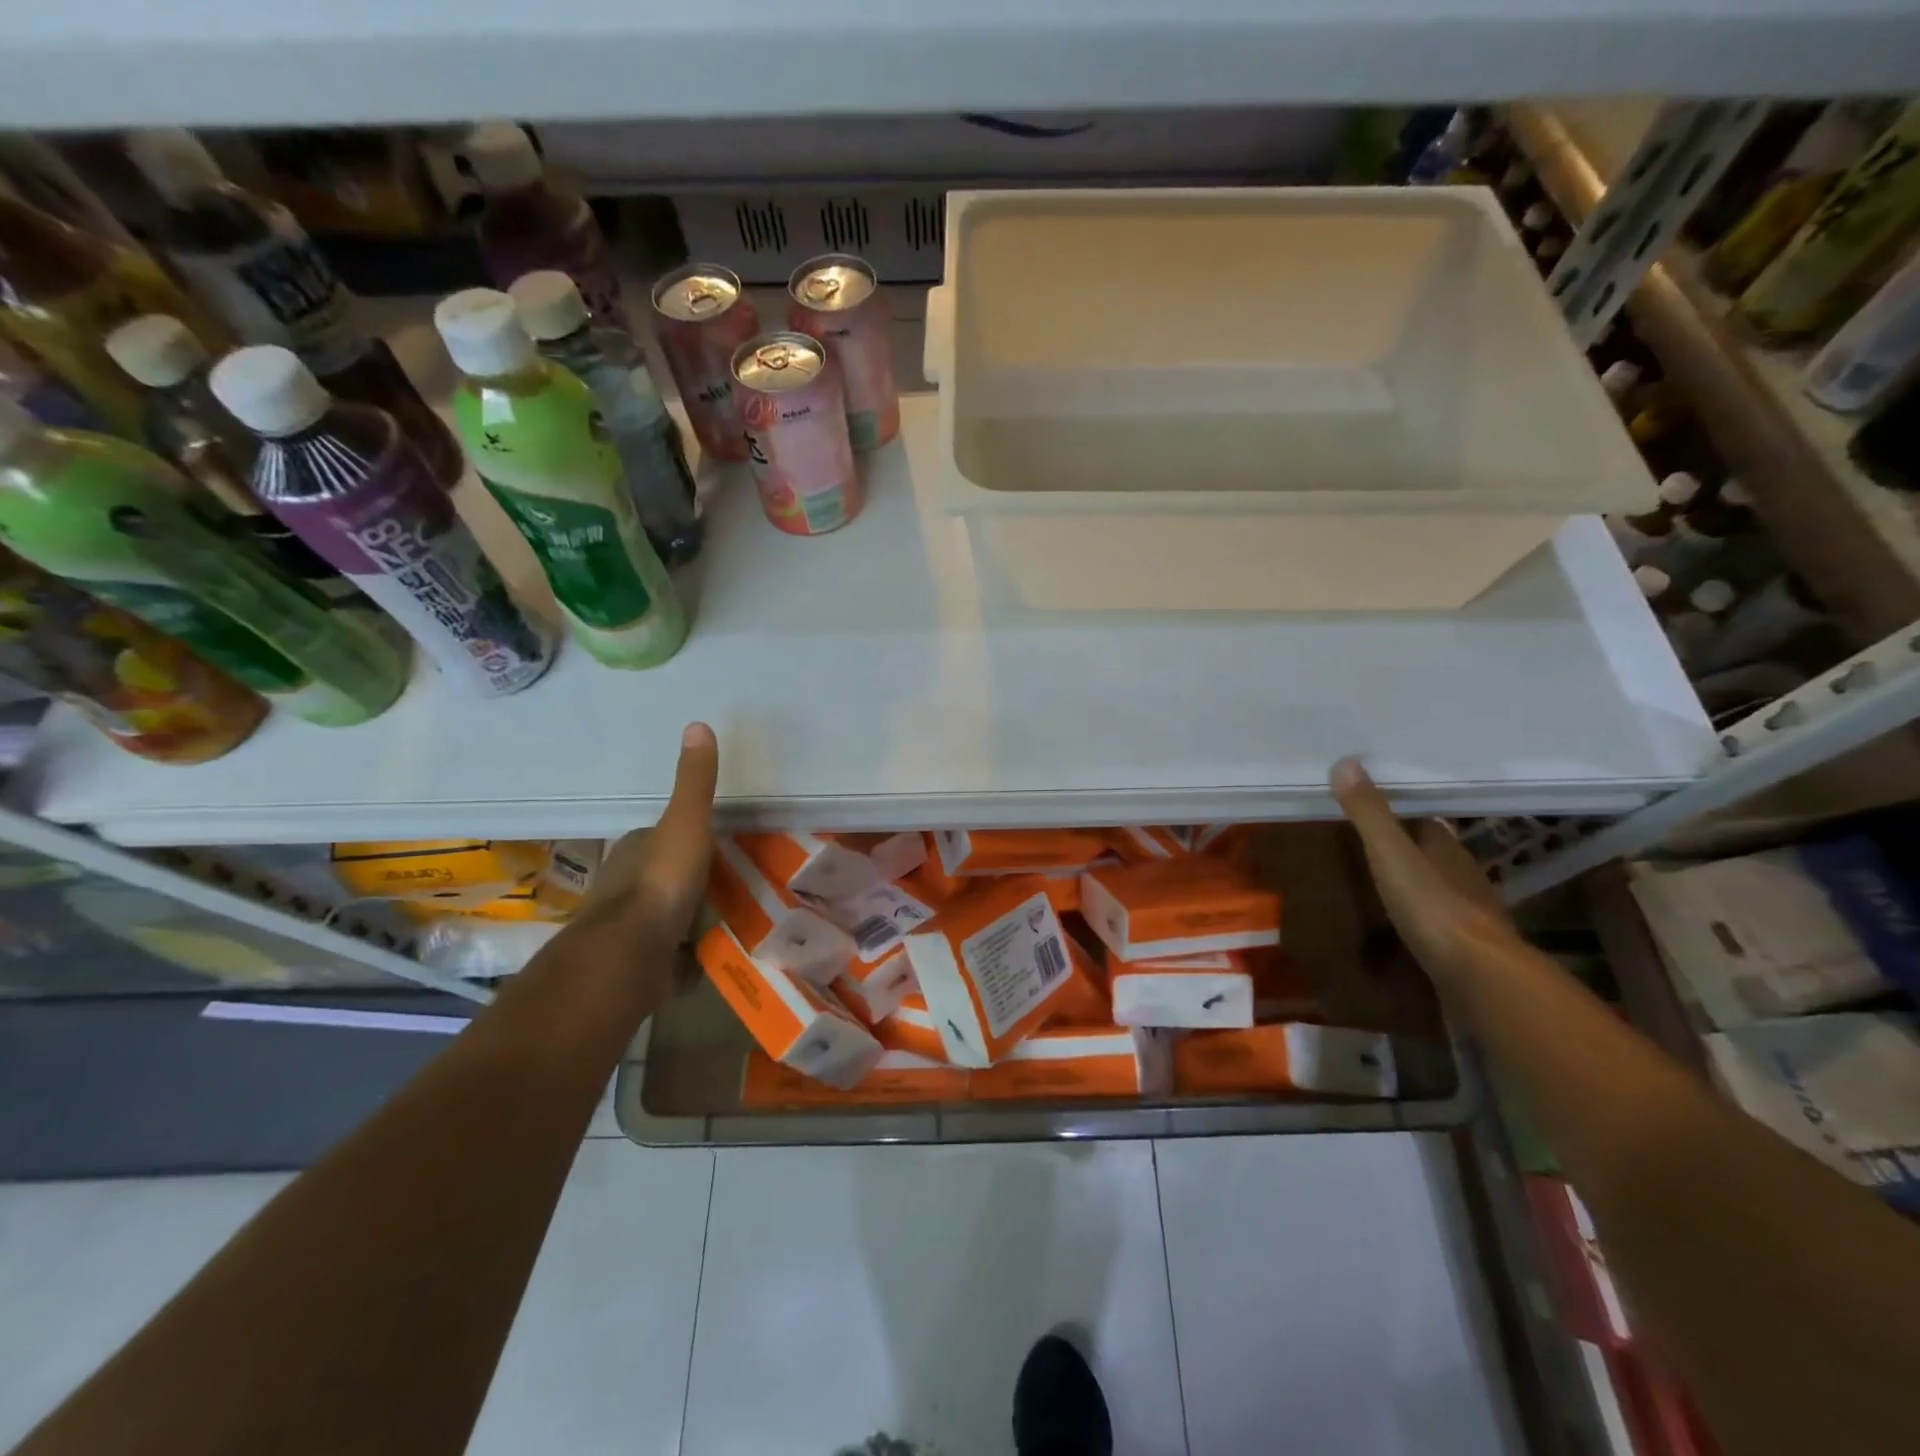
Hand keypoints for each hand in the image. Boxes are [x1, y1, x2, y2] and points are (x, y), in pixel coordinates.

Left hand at [578, 722, 718, 943]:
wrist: (628, 954)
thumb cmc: (660, 882)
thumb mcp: (685, 824)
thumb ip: (694, 783)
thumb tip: (697, 724)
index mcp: (635, 849)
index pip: (660, 836)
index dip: (686, 837)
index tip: (717, 843)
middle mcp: (625, 885)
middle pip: (662, 874)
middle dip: (688, 877)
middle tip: (731, 881)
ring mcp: (629, 926)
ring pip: (663, 912)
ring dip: (686, 914)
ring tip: (726, 916)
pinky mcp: (638, 962)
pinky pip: (666, 950)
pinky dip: (684, 950)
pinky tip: (707, 952)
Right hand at [1329, 756, 1517, 986]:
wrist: (1479, 975)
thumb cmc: (1432, 906)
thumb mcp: (1390, 854)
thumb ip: (1369, 814)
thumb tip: (1345, 761)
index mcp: (1447, 848)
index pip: (1426, 821)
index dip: (1403, 813)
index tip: (1375, 806)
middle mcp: (1464, 875)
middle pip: (1435, 853)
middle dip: (1410, 847)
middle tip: (1372, 843)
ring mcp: (1471, 914)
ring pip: (1442, 887)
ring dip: (1420, 883)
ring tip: (1385, 883)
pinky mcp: (1469, 949)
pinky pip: (1443, 923)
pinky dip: (1426, 918)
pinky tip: (1408, 924)